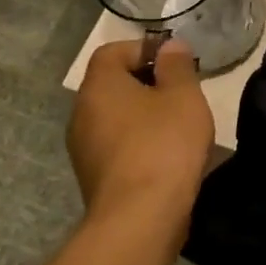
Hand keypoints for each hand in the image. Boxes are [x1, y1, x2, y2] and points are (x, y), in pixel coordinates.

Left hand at [67, 38, 213, 238]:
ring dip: (143, 113)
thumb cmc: (164, 144)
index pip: (112, 51)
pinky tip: (166, 153)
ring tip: (178, 123)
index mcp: (99, 87)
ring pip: (114, 115)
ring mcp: (83, 148)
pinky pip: (116, 143)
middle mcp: (81, 113)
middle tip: (181, 91)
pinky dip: (138, 139)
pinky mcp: (93, 176)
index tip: (175, 62)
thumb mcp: (183, 95)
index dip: (144, 49)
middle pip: (112, 83)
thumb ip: (177, 66)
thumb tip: (169, 46)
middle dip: (147, 81)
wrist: (140, 218)